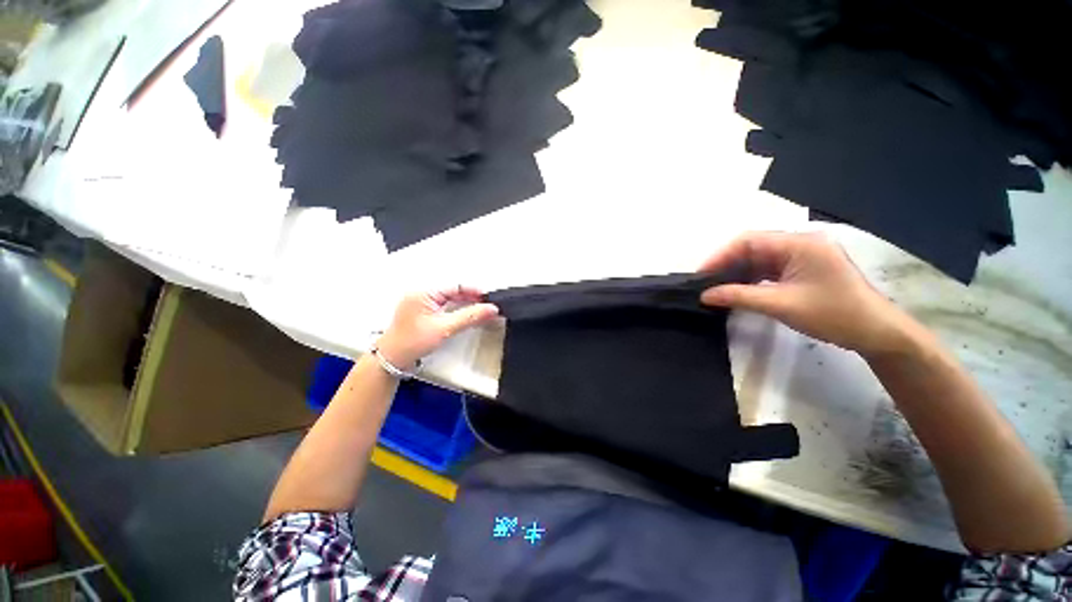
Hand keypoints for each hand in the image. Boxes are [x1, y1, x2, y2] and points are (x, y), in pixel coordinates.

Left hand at [375, 287, 498, 370]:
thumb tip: (491, 309)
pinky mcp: (423, 311)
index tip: (489, 298)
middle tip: (488, 306)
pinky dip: (457, 309)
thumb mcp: (445, 329)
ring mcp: (421, 302)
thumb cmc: (414, 342)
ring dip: (465, 303)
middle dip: (471, 297)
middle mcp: (422, 293)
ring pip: (449, 298)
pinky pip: (444, 305)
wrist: (391, 359)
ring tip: (481, 309)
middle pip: (453, 290)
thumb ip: (470, 317)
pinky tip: (467, 314)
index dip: (474, 291)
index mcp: (424, 292)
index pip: (455, 286)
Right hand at [698, 231, 922, 357]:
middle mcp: (800, 243)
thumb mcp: (781, 305)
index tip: (701, 275)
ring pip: (758, 259)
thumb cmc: (833, 315)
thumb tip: (705, 295)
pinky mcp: (803, 269)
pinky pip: (768, 269)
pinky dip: (751, 279)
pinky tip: (738, 290)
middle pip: (752, 248)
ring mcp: (802, 256)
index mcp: (799, 243)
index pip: (749, 241)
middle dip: (727, 265)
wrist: (876, 332)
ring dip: (737, 273)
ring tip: (717, 289)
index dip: (720, 256)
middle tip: (706, 284)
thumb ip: (739, 296)